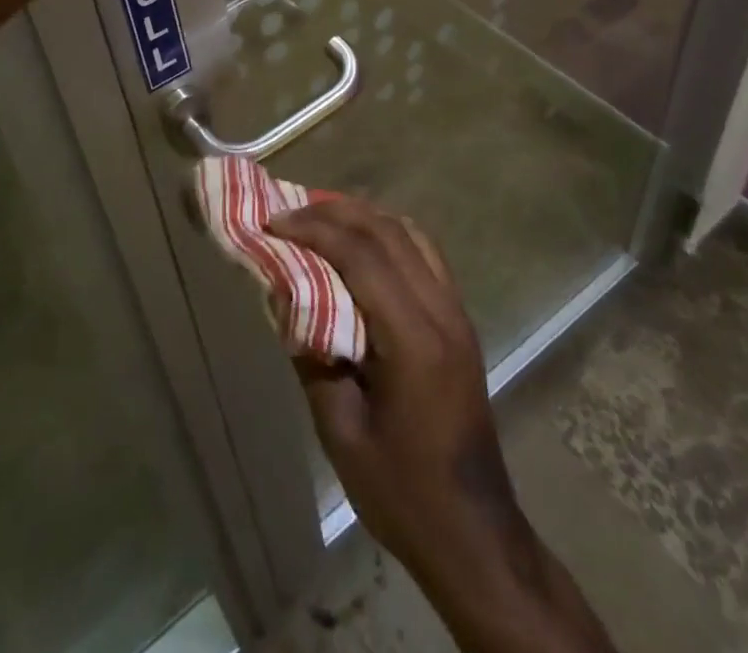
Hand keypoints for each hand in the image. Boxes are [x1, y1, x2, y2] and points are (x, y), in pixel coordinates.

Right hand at [268, 198, 529, 590]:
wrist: (475, 534)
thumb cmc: (403, 492)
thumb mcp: (341, 432)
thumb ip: (311, 355)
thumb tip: (285, 295)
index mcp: (414, 340)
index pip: (362, 256)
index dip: (314, 230)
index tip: (272, 224)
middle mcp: (442, 311)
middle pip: (387, 232)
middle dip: (334, 213)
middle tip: (288, 216)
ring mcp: (457, 313)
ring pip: (410, 234)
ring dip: (363, 217)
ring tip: (320, 220)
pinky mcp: (459, 321)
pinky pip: (424, 254)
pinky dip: (388, 235)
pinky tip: (361, 247)